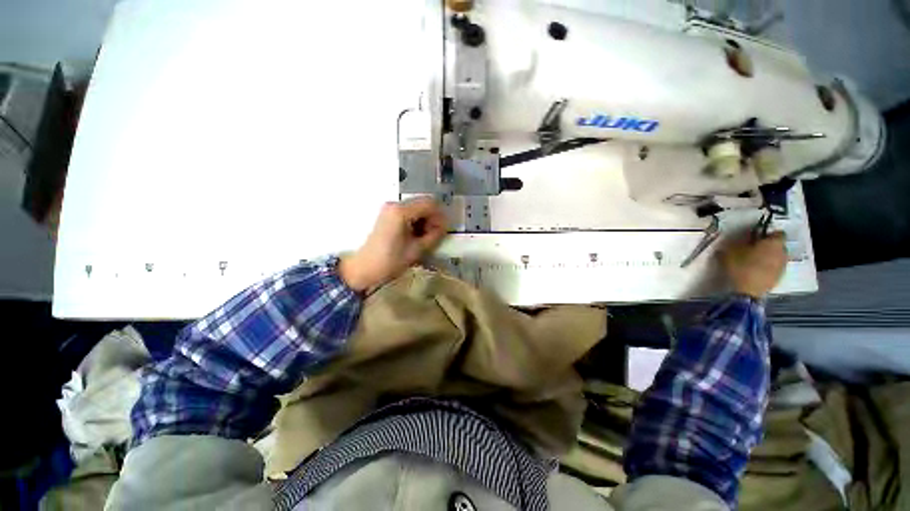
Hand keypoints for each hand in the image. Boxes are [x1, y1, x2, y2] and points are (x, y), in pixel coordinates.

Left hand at [339, 197, 448, 292]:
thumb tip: (444, 227)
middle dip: (433, 218)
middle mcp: (395, 204)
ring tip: (425, 238)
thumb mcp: (416, 250)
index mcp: (401, 212)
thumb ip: (434, 236)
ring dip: (425, 220)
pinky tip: (416, 236)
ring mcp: (390, 209)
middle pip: (423, 203)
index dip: (440, 216)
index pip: (430, 204)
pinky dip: (417, 221)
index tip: (443, 231)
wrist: (364, 269)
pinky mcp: (388, 215)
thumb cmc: (390, 261)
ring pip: (417, 208)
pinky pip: (409, 213)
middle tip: (435, 236)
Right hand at [721, 232, 786, 299]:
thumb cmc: (741, 267)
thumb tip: (738, 240)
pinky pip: (774, 267)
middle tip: (753, 249)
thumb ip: (737, 243)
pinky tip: (755, 270)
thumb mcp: (731, 251)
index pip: (777, 233)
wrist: (747, 291)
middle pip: (778, 245)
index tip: (755, 238)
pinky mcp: (778, 277)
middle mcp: (783, 252)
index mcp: (774, 243)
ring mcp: (782, 266)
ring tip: (753, 261)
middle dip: (768, 246)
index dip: (766, 234)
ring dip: (768, 257)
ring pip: (777, 257)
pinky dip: (767, 267)